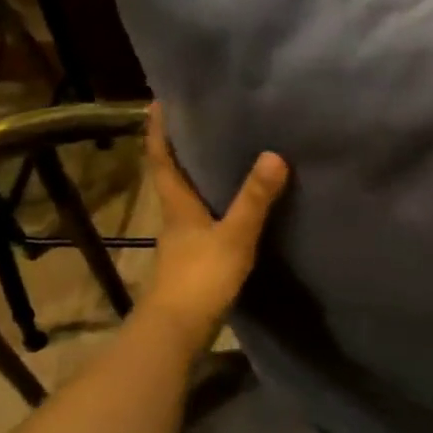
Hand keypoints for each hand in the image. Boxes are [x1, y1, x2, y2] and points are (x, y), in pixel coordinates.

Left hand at [137, 103, 288, 350]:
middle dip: (182, 150)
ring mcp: (183, 243)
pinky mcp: (194, 262)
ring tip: (224, 159)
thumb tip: (274, 155)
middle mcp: (175, 219)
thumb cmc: (200, 279)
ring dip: (199, 179)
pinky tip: (234, 210)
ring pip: (189, 202)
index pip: (162, 160)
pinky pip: (204, 223)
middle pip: (173, 178)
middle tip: (200, 122)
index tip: (158, 102)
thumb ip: (254, 199)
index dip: (159, 131)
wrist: (177, 331)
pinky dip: (214, 209)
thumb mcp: (234, 236)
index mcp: (178, 206)